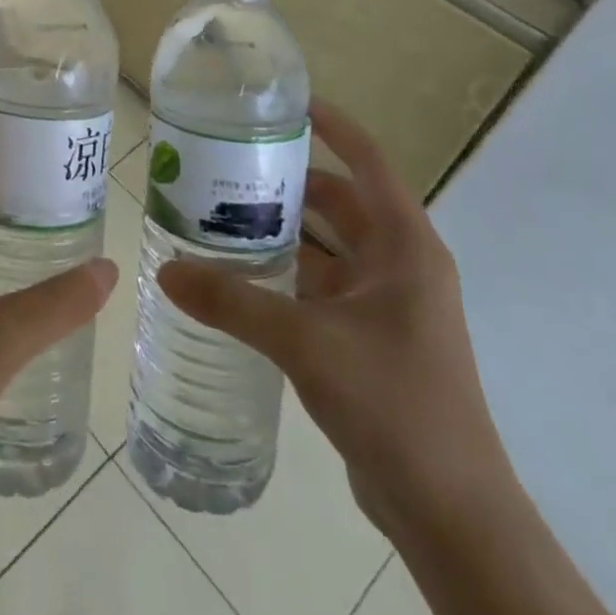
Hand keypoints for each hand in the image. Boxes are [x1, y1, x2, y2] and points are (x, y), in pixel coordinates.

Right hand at [157, 100, 510, 542]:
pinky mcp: (369, 338)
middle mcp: (398, 265)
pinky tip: (239, 276)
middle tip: (227, 164)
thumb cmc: (392, 403)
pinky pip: (320, 287)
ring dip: (282, 231)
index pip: (367, 160)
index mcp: (404, 246)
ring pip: (326, 247)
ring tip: (220, 213)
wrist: (449, 511)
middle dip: (287, 182)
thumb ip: (233, 302)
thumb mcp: (306, 342)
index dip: (332, 124)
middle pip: (339, 202)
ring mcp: (386, 304)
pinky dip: (284, 274)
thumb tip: (165, 270)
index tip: (283, 102)